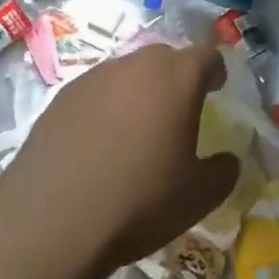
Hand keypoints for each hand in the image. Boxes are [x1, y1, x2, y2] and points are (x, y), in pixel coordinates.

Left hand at [8, 40, 240, 270]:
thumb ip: (223, 172)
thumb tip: (228, 160)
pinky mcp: (61, 97)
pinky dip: (104, 107)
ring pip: (127, 73)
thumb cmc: (137, 201)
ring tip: (135, 129)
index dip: (215, 70)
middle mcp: (137, 65)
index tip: (217, 88)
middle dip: (176, 77)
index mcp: (177, 77)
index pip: (207, 55)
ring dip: (137, 91)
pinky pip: (95, 92)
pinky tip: (97, 143)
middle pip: (166, 57)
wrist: (49, 222)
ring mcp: (95, 77)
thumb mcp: (197, 197)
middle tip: (178, 109)